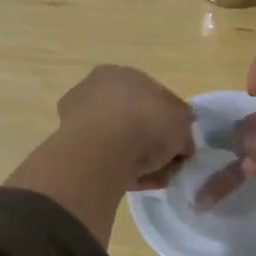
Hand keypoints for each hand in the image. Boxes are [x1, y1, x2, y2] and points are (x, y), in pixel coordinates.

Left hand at [54, 65, 194, 190]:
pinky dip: (122, 170)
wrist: (103, 150)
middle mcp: (96, 90)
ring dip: (138, 158)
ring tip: (155, 176)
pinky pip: (106, 159)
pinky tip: (136, 181)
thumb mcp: (182, 121)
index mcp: (121, 73)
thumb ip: (184, 127)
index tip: (179, 142)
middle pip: (133, 119)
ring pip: (119, 141)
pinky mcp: (71, 149)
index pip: (151, 95)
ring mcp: (79, 119)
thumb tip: (181, 142)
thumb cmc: (146, 122)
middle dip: (151, 141)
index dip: (169, 120)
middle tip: (168, 162)